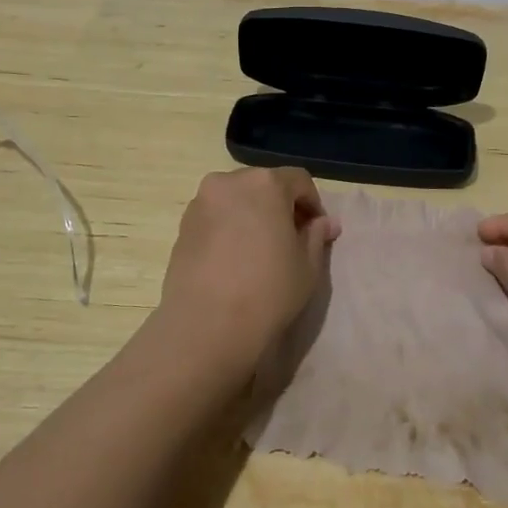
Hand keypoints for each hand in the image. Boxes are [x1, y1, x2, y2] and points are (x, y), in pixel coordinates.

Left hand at [159, 168, 340, 370]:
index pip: (299, 180)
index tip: (317, 231)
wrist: (207, 326)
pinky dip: (230, 227)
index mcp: (265, 183)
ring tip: (261, 251)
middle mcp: (228, 182)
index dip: (313, 204)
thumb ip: (316, 235)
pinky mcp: (182, 226)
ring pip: (236, 199)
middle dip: (281, 206)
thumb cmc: (268, 291)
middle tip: (291, 239)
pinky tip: (235, 260)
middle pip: (264, 185)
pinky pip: (215, 217)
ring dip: (253, 215)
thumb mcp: (308, 265)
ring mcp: (201, 203)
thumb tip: (324, 223)